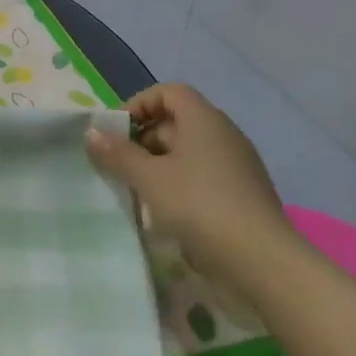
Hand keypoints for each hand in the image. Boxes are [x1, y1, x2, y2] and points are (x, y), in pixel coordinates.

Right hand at [84, 83, 291, 285]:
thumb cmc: (200, 206)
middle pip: (177, 122)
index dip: (139, 104)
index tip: (117, 131)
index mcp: (204, 119)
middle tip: (120, 165)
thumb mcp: (149, 178)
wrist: (263, 263)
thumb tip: (92, 132)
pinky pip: (204, 177)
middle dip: (144, 140)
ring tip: (137, 192)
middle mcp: (224, 134)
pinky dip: (180, 186)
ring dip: (159, 166)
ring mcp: (238, 166)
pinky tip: (166, 213)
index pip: (168, 92)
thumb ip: (118, 153)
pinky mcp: (244, 195)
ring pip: (189, 153)